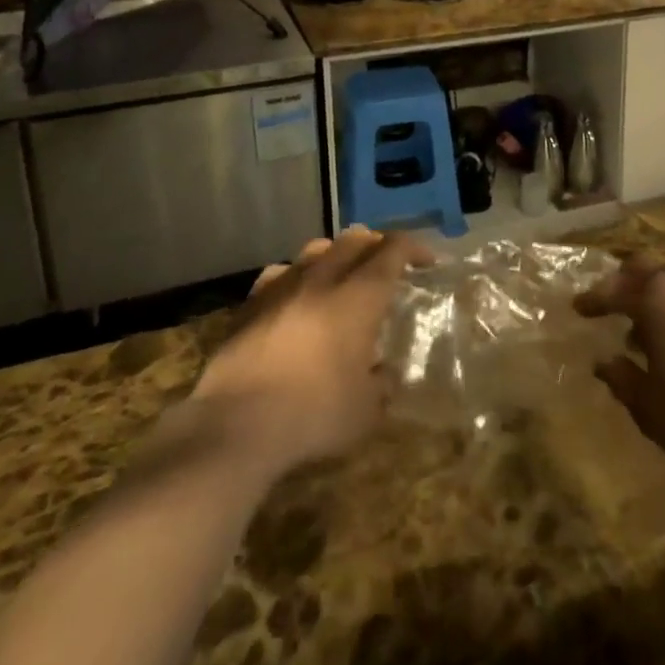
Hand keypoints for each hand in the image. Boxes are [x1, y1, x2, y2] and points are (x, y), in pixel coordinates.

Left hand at [188, 228, 432, 471]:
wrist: (236, 424)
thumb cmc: (314, 414)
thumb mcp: (366, 411)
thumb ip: (381, 385)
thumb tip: (383, 374)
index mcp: (359, 296)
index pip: (393, 251)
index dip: (415, 249)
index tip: (428, 261)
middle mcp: (323, 278)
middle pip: (355, 239)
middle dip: (377, 245)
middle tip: (387, 266)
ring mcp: (283, 285)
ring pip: (316, 248)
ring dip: (337, 254)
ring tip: (343, 274)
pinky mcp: (251, 303)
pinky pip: (280, 272)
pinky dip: (297, 276)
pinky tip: (296, 295)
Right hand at [576, 257, 664, 498]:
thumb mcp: (649, 407)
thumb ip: (623, 379)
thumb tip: (605, 361)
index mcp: (657, 296)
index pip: (614, 289)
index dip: (593, 300)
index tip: (578, 309)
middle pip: (647, 269)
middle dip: (626, 285)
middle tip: (611, 306)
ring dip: (660, 297)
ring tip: (651, 330)